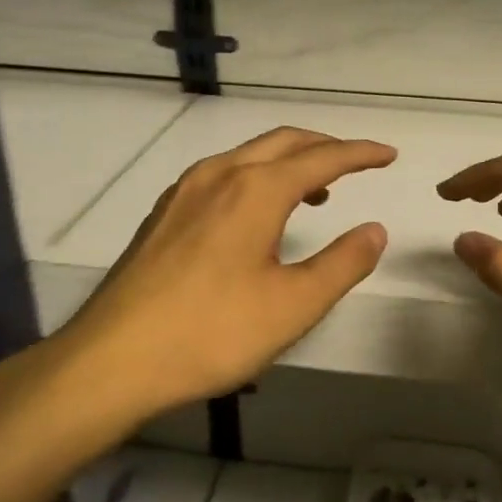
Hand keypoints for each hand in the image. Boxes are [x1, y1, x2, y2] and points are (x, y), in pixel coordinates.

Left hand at [43, 127, 396, 420]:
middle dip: (324, 147)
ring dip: (288, 162)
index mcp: (256, 189)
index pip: (322, 158)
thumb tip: (375, 230)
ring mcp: (184, 191)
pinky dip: (255, 177)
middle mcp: (219, 175)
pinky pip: (221, 175)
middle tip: (356, 165)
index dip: (360, 154)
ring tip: (315, 193)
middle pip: (283, 142)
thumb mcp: (293, 305)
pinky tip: (255, 215)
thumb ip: (342, 263)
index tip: (388, 155)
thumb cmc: (212, 332)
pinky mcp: (163, 214)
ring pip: (248, 156)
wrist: (112, 359)